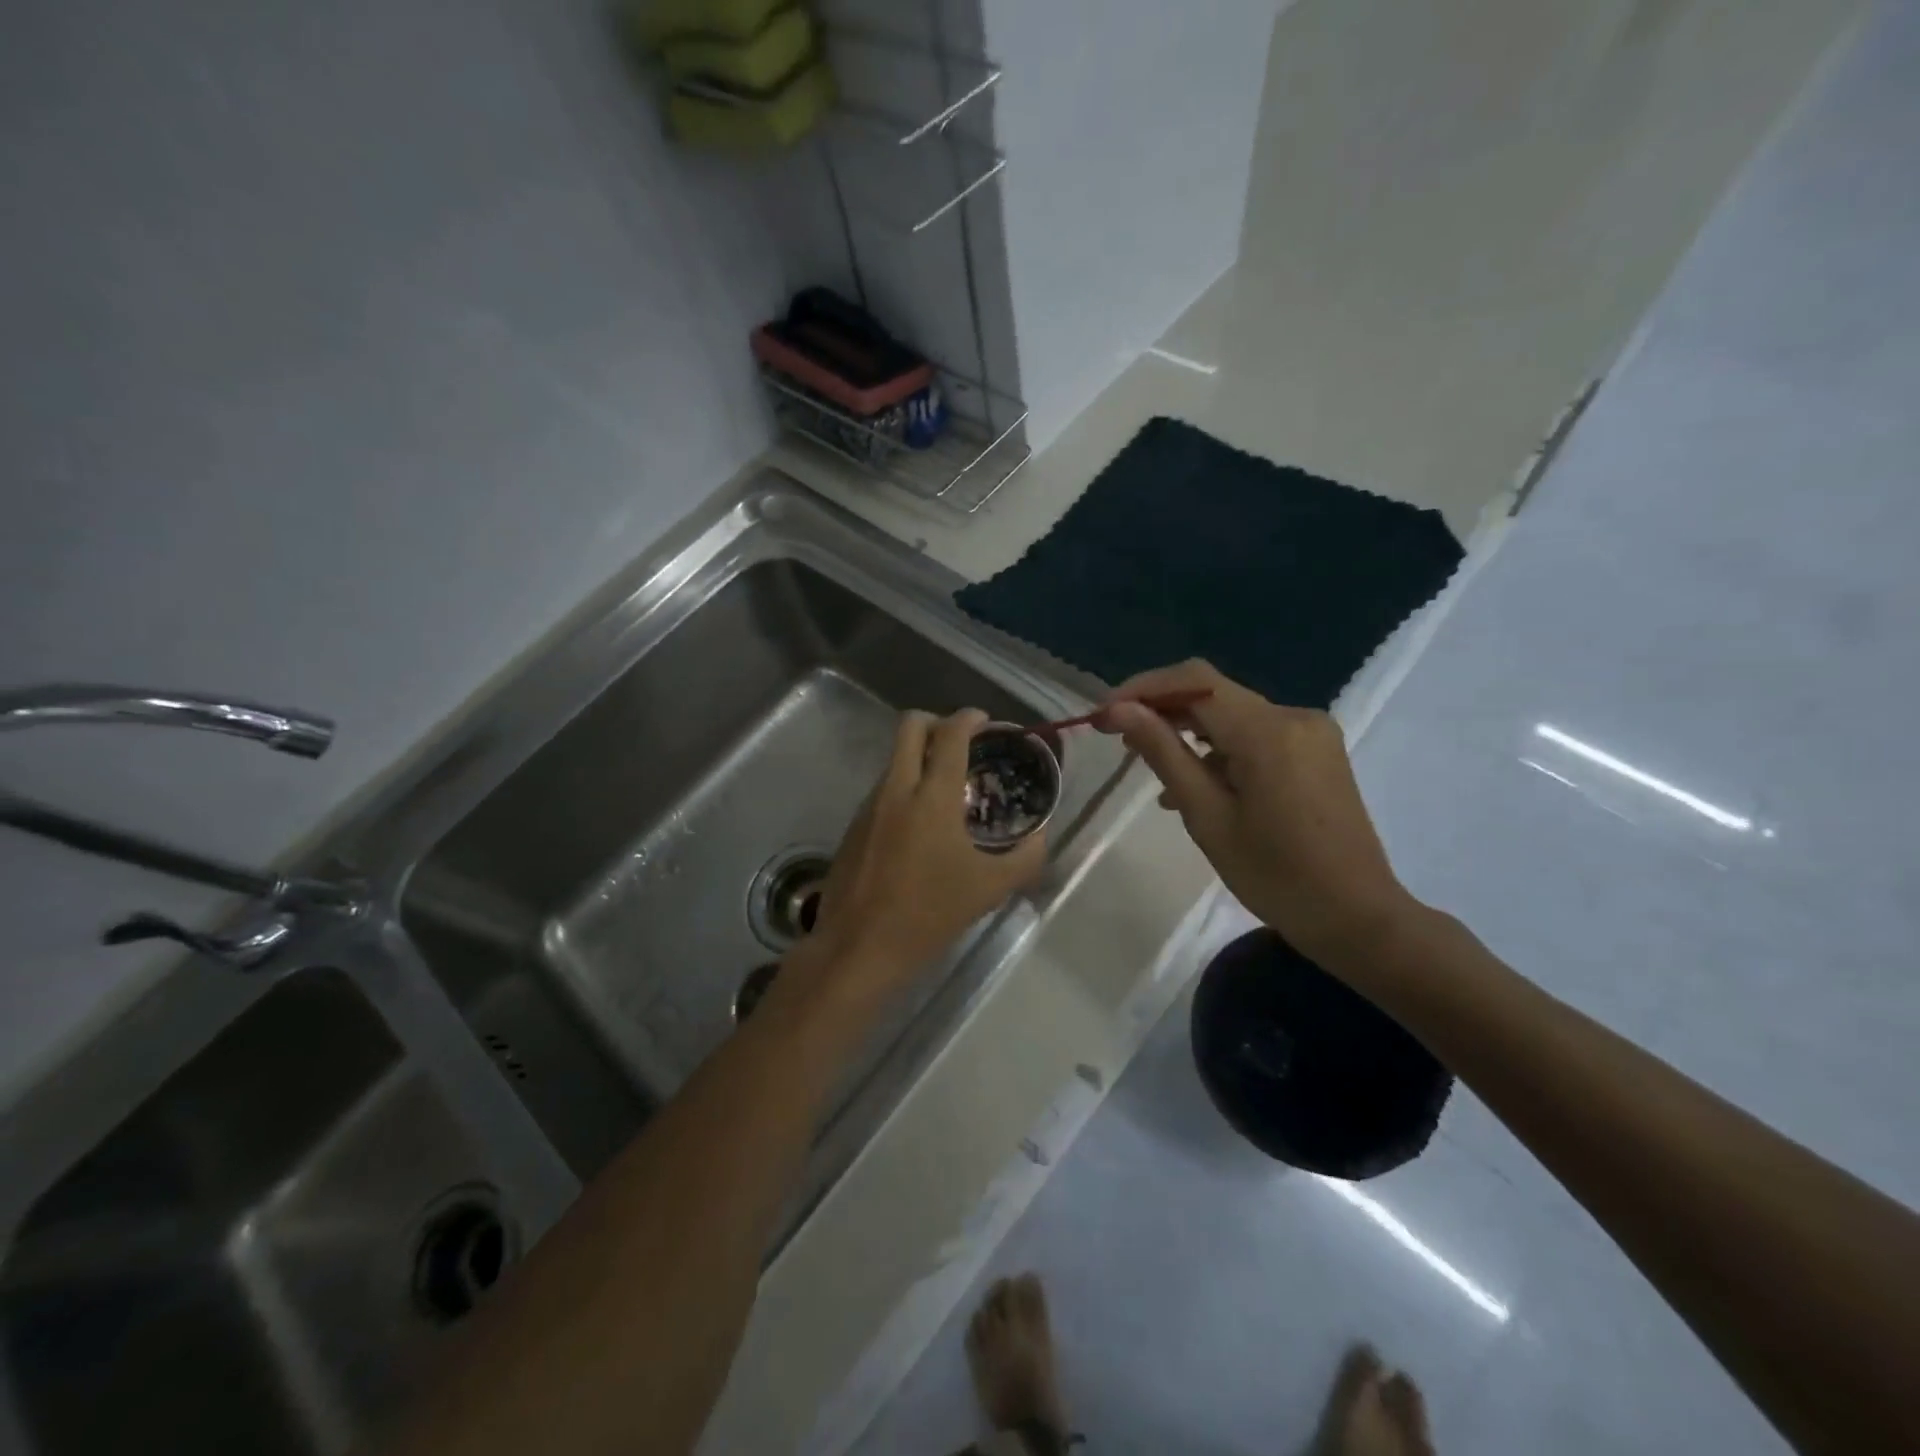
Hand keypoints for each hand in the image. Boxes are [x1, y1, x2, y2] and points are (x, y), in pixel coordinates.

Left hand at [796, 708, 1045, 1003]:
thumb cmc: (930, 915)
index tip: (986, 723)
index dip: (970, 718)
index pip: (950, 733)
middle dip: (937, 722)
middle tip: (961, 744)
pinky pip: (882, 788)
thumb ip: (1025, 856)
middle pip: (910, 725)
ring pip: (894, 758)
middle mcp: (896, 789)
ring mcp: (869, 806)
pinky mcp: (853, 826)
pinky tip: (919, 825)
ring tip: (945, 790)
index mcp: (932, 796)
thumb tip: (1041, 835)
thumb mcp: (990, 889)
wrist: (859, 948)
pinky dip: (903, 788)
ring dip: (919, 758)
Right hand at [1098, 661, 1419, 963]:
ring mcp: (1310, 733)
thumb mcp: (1206, 815)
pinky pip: (1257, 736)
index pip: (1194, 682)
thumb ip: (1163, 753)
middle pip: (1214, 694)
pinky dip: (1221, 750)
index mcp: (1267, 731)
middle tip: (1119, 739)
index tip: (1104, 714)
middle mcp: (1293, 717)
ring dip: (1189, 732)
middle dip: (1162, 709)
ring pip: (1233, 715)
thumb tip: (1120, 711)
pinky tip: (1197, 785)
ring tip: (1152, 770)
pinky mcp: (1317, 752)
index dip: (1143, 688)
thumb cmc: (1273, 875)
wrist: (1356, 917)